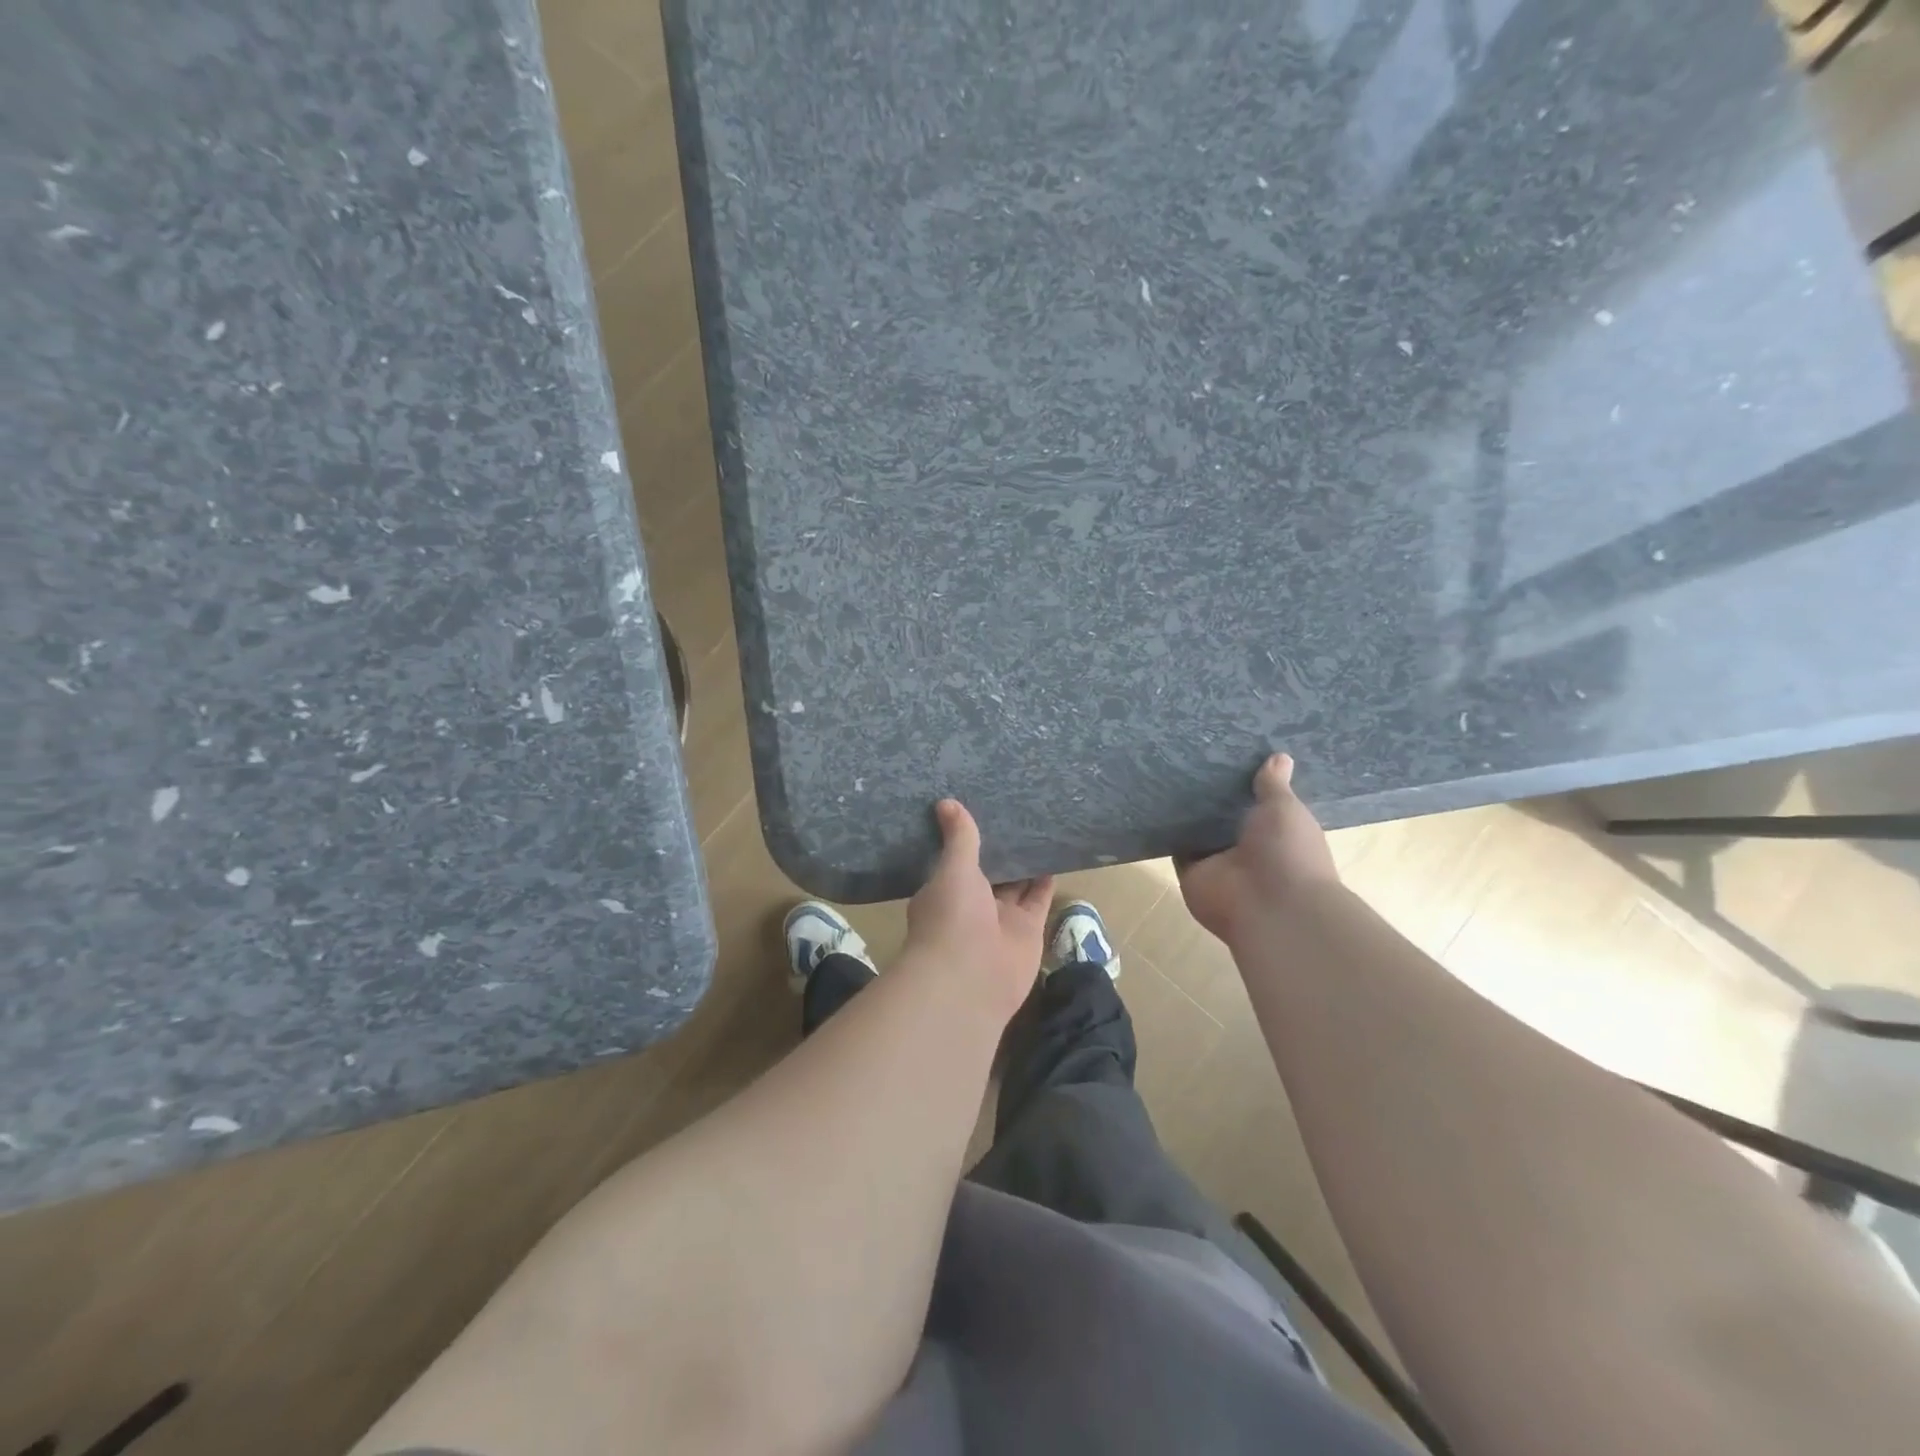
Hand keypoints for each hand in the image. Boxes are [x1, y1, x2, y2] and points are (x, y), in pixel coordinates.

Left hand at [904, 799, 1053, 1023]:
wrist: (971, 979)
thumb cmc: (952, 918)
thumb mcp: (953, 869)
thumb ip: (958, 838)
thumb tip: (945, 802)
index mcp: (945, 890)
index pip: (956, 860)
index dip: (966, 840)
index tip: (978, 808)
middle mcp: (972, 905)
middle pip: (989, 871)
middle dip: (1000, 849)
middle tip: (1015, 811)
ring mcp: (1001, 919)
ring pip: (1016, 884)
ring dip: (1025, 862)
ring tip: (1039, 826)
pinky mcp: (1028, 930)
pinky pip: (1039, 899)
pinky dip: (1046, 881)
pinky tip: (1055, 854)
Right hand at [1179, 753, 1338, 945]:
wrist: (1269, 906)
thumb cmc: (1288, 852)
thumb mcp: (1284, 809)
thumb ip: (1273, 785)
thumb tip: (1279, 756)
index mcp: (1278, 833)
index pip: (1259, 805)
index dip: (1246, 784)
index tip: (1228, 755)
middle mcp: (1247, 849)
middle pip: (1224, 818)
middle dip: (1211, 796)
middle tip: (1190, 756)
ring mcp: (1219, 863)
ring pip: (1199, 832)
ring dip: (1187, 813)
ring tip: (1165, 771)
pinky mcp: (1191, 872)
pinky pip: (1176, 848)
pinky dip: (1167, 832)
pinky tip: (1154, 801)